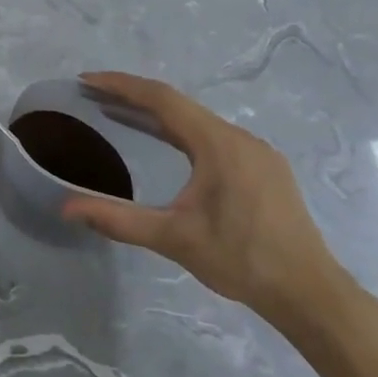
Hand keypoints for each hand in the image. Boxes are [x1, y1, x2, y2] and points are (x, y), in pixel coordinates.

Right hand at [61, 71, 345, 326]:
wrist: (312, 295)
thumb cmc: (242, 260)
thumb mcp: (174, 238)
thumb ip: (118, 220)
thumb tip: (65, 209)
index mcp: (218, 144)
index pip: (161, 99)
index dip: (121, 86)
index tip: (86, 81)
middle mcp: (239, 138)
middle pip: (178, 105)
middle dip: (134, 97)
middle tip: (95, 96)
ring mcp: (257, 153)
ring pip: (197, 120)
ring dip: (158, 115)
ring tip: (121, 114)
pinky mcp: (265, 170)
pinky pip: (214, 136)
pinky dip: (181, 132)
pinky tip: (169, 146)